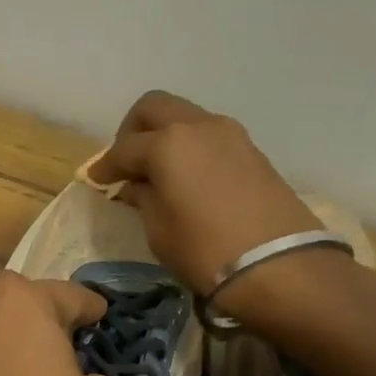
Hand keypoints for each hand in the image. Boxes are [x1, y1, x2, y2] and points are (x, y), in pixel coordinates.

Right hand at [89, 91, 326, 294]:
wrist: (280, 266)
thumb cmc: (205, 251)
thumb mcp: (159, 230)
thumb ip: (143, 198)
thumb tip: (135, 186)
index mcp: (167, 143)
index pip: (124, 148)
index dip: (105, 165)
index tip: (95, 180)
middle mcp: (198, 126)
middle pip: (154, 108)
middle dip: (132, 131)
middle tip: (126, 162)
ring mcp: (230, 134)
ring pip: (185, 117)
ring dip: (165, 136)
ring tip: (157, 171)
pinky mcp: (252, 151)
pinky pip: (208, 137)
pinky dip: (190, 148)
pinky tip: (186, 178)